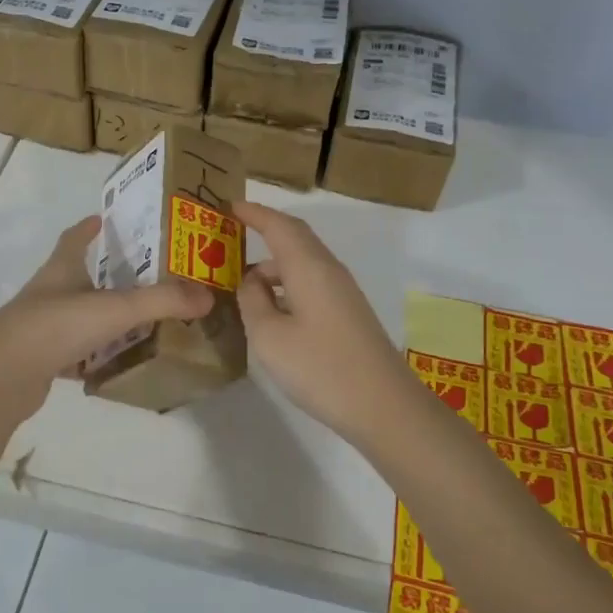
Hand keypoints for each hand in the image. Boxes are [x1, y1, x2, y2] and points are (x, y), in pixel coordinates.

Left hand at [0, 216, 212, 420]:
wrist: (2, 376)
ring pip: (76, 314)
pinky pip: (72, 351)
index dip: (89, 227)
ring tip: (137, 319)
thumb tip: (208, 295)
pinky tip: (112, 363)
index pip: (74, 238)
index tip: (105, 218)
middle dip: (105, 273)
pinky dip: (91, 354)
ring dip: (100, 314)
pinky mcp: (40, 359)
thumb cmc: (57, 326)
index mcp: (62, 269)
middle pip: (76, 275)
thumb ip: (162, 301)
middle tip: (144, 275)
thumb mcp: (115, 308)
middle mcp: (49, 293)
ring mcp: (42, 327)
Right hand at [235, 201, 421, 443]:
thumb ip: (253, 302)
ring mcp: (342, 293)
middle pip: (295, 237)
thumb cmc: (320, 368)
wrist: (384, 406)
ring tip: (242, 281)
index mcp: (309, 267)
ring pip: (304, 262)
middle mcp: (329, 271)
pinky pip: (311, 282)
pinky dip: (286, 283)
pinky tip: (272, 308)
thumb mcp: (269, 336)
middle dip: (264, 230)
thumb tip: (251, 282)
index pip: (278, 226)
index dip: (253, 213)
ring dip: (273, 263)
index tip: (228, 206)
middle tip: (231, 235)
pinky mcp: (348, 314)